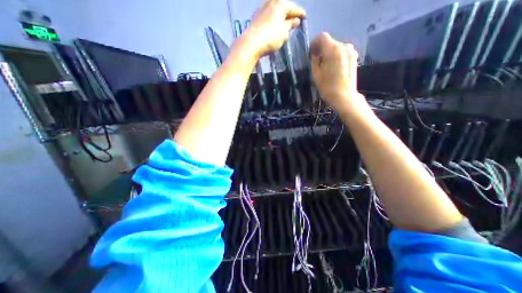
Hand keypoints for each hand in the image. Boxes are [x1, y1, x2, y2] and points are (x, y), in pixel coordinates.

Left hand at [244, 0, 306, 58]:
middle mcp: (270, 2)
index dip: (299, 13)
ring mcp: (261, 9)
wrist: (251, 43)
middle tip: (295, 19)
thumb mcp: (284, 33)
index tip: (304, 16)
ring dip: (280, 16)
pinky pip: (268, 16)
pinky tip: (274, 25)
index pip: (293, 8)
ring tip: (285, 23)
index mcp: (280, 4)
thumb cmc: (271, 38)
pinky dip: (273, 19)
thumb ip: (290, 25)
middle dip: (289, 13)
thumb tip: (295, 20)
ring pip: (275, 11)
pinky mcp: (256, 17)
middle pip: (283, 7)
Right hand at [309, 32, 363, 110]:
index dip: (315, 43)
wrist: (344, 96)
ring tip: (326, 66)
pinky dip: (337, 56)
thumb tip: (315, 53)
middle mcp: (344, 46)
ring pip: (336, 47)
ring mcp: (351, 51)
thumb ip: (314, 60)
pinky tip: (334, 68)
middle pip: (330, 42)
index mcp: (333, 49)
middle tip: (317, 61)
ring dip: (330, 53)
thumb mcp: (316, 74)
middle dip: (322, 49)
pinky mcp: (354, 57)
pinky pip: (342, 52)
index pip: (322, 37)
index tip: (311, 52)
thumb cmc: (327, 87)